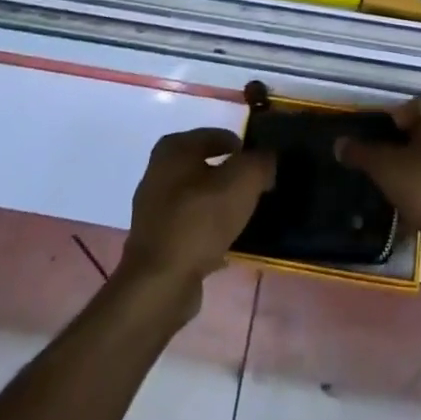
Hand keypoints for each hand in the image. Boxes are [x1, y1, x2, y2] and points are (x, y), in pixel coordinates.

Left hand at [117, 128, 273, 305]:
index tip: (263, 166)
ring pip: (199, 197)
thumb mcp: (243, 181)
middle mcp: (158, 171)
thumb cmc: (200, 220)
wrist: (160, 283)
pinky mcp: (156, 240)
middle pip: (206, 166)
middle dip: (232, 176)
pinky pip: (191, 226)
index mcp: (174, 148)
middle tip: (257, 189)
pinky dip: (208, 230)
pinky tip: (227, 244)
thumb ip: (260, 162)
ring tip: (245, 216)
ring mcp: (154, 207)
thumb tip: (267, 158)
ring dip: (220, 204)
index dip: (244, 148)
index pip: (217, 135)